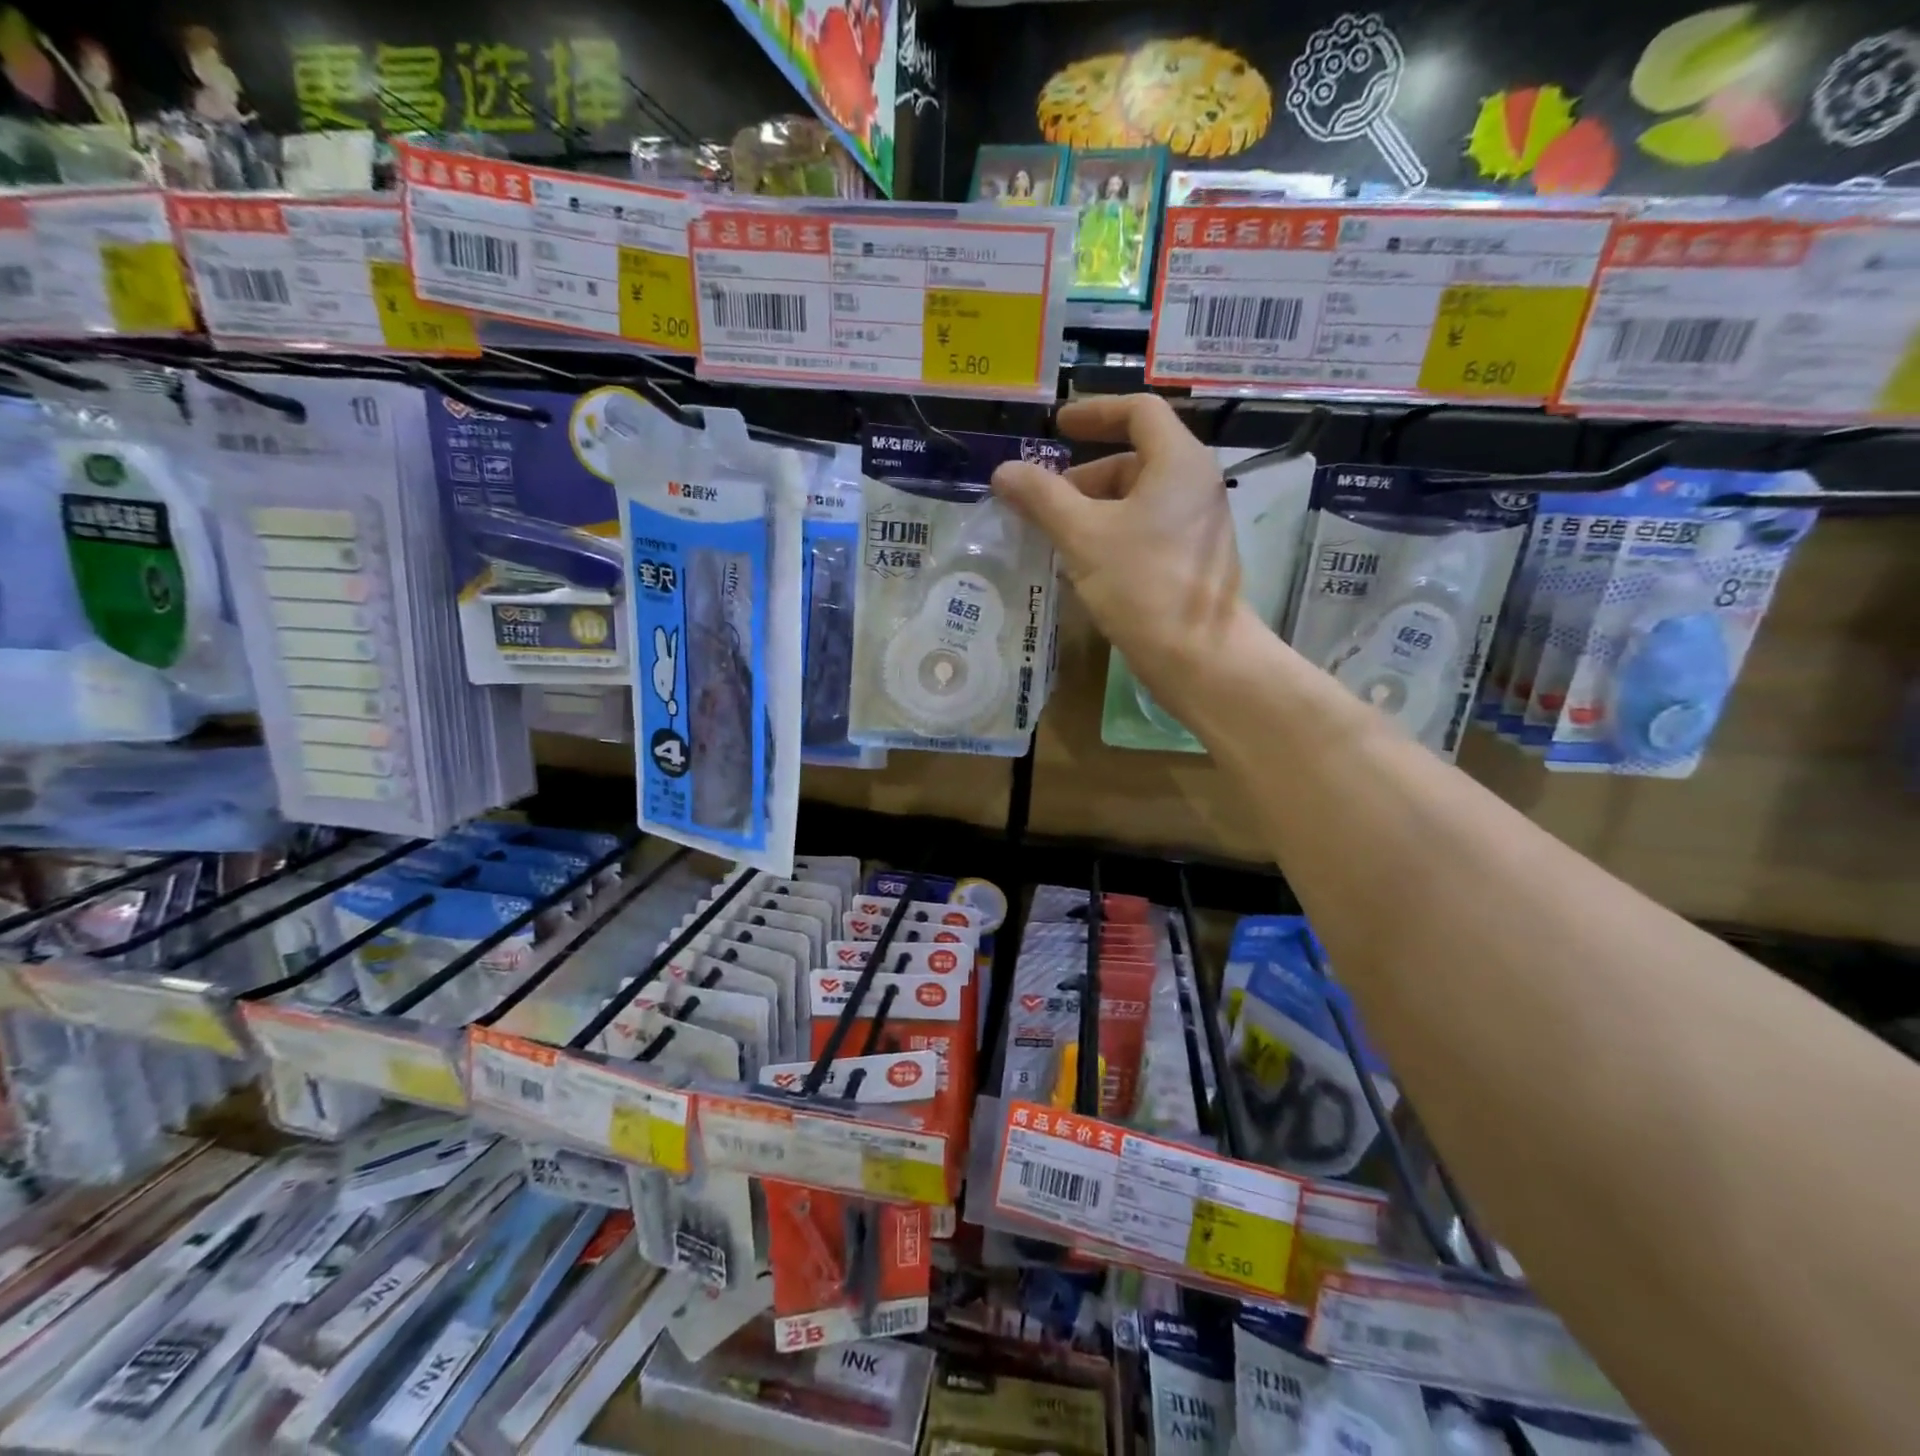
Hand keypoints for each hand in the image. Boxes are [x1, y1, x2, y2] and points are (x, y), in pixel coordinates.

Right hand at [991, 394, 1247, 710]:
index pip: (1138, 412)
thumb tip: (1004, 471)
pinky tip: (1082, 564)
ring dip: (1092, 510)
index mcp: (1179, 462)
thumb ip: (1042, 497)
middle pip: (1133, 460)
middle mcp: (1195, 484)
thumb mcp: (1083, 536)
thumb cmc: (1143, 585)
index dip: (1094, 412)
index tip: (1057, 428)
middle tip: (1043, 503)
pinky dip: (1111, 534)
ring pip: (1137, 499)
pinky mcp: (1191, 559)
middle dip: (1083, 477)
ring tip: (1055, 538)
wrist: (1198, 657)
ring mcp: (1197, 524)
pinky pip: (1145, 529)